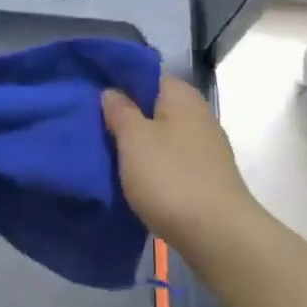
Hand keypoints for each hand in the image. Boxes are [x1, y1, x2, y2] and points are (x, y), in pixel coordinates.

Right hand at [102, 76, 257, 253]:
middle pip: (153, 104)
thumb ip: (120, 110)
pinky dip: (151, 163)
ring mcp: (204, 145)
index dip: (117, 79)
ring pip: (161, 133)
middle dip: (124, 112)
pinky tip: (131, 175)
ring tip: (104, 151)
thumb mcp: (134, 139)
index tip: (89, 90)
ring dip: (136, 141)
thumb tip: (112, 91)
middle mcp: (197, 113)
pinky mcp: (205, 174)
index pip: (145, 73)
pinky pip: (170, 158)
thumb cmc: (170, 177)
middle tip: (90, 123)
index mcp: (181, 95)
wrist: (217, 233)